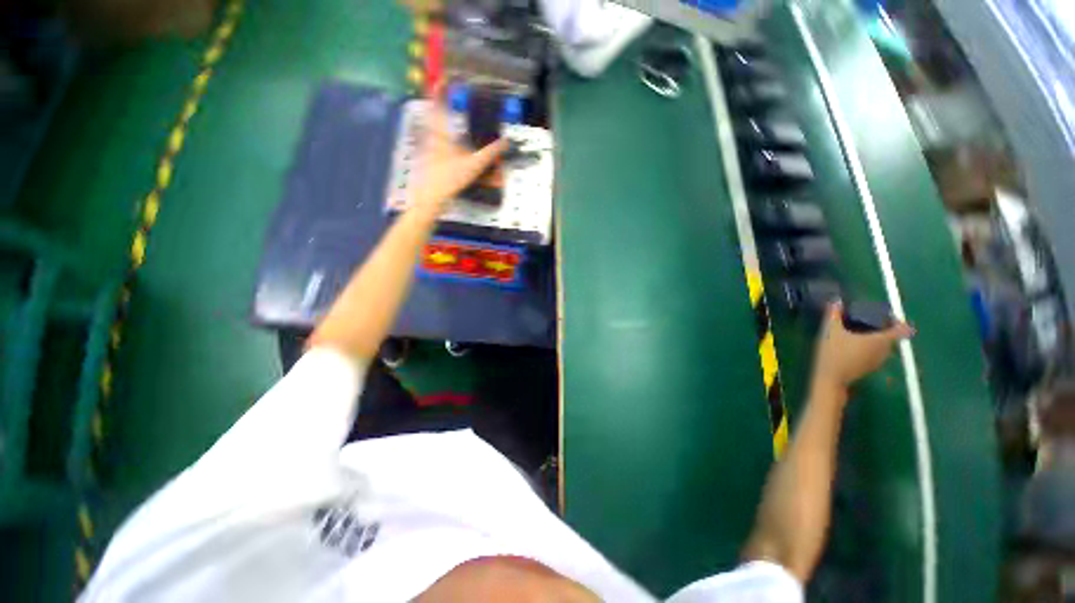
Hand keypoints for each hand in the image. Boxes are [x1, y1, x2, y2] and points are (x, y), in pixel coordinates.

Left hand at [409, 84, 507, 214]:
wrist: (429, 197)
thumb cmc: (450, 178)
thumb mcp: (474, 165)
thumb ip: (490, 153)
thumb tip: (506, 141)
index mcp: (440, 131)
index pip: (438, 104)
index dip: (440, 89)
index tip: (443, 77)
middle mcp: (430, 135)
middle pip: (432, 113)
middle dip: (439, 103)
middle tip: (447, 96)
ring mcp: (425, 147)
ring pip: (430, 127)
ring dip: (438, 119)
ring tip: (448, 117)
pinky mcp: (425, 157)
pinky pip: (431, 140)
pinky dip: (437, 136)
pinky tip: (445, 144)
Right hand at [811, 302, 913, 392]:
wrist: (830, 378)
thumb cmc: (833, 353)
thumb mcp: (831, 331)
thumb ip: (833, 315)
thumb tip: (836, 300)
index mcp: (879, 340)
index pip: (900, 330)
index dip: (898, 321)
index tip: (889, 316)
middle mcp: (884, 350)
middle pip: (891, 337)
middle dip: (884, 328)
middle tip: (871, 321)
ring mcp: (877, 361)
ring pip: (884, 347)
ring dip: (877, 339)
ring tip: (862, 333)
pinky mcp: (870, 368)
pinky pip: (876, 354)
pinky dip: (871, 348)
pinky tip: (856, 347)